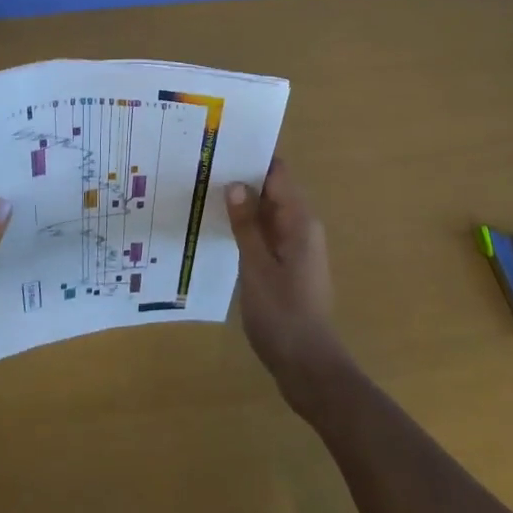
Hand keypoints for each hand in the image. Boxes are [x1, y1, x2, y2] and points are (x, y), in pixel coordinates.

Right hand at [227, 159, 349, 414]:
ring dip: (243, 203)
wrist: (308, 367)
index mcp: (300, 221)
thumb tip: (235, 184)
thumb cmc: (283, 314)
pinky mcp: (288, 266)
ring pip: (268, 213)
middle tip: (204, 165)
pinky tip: (220, 227)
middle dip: (243, 178)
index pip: (278, 173)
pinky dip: (247, 227)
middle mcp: (302, 227)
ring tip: (205, 189)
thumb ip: (246, 225)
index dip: (253, 157)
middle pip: (272, 190)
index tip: (223, 145)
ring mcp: (296, 247)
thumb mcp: (257, 267)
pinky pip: (266, 234)